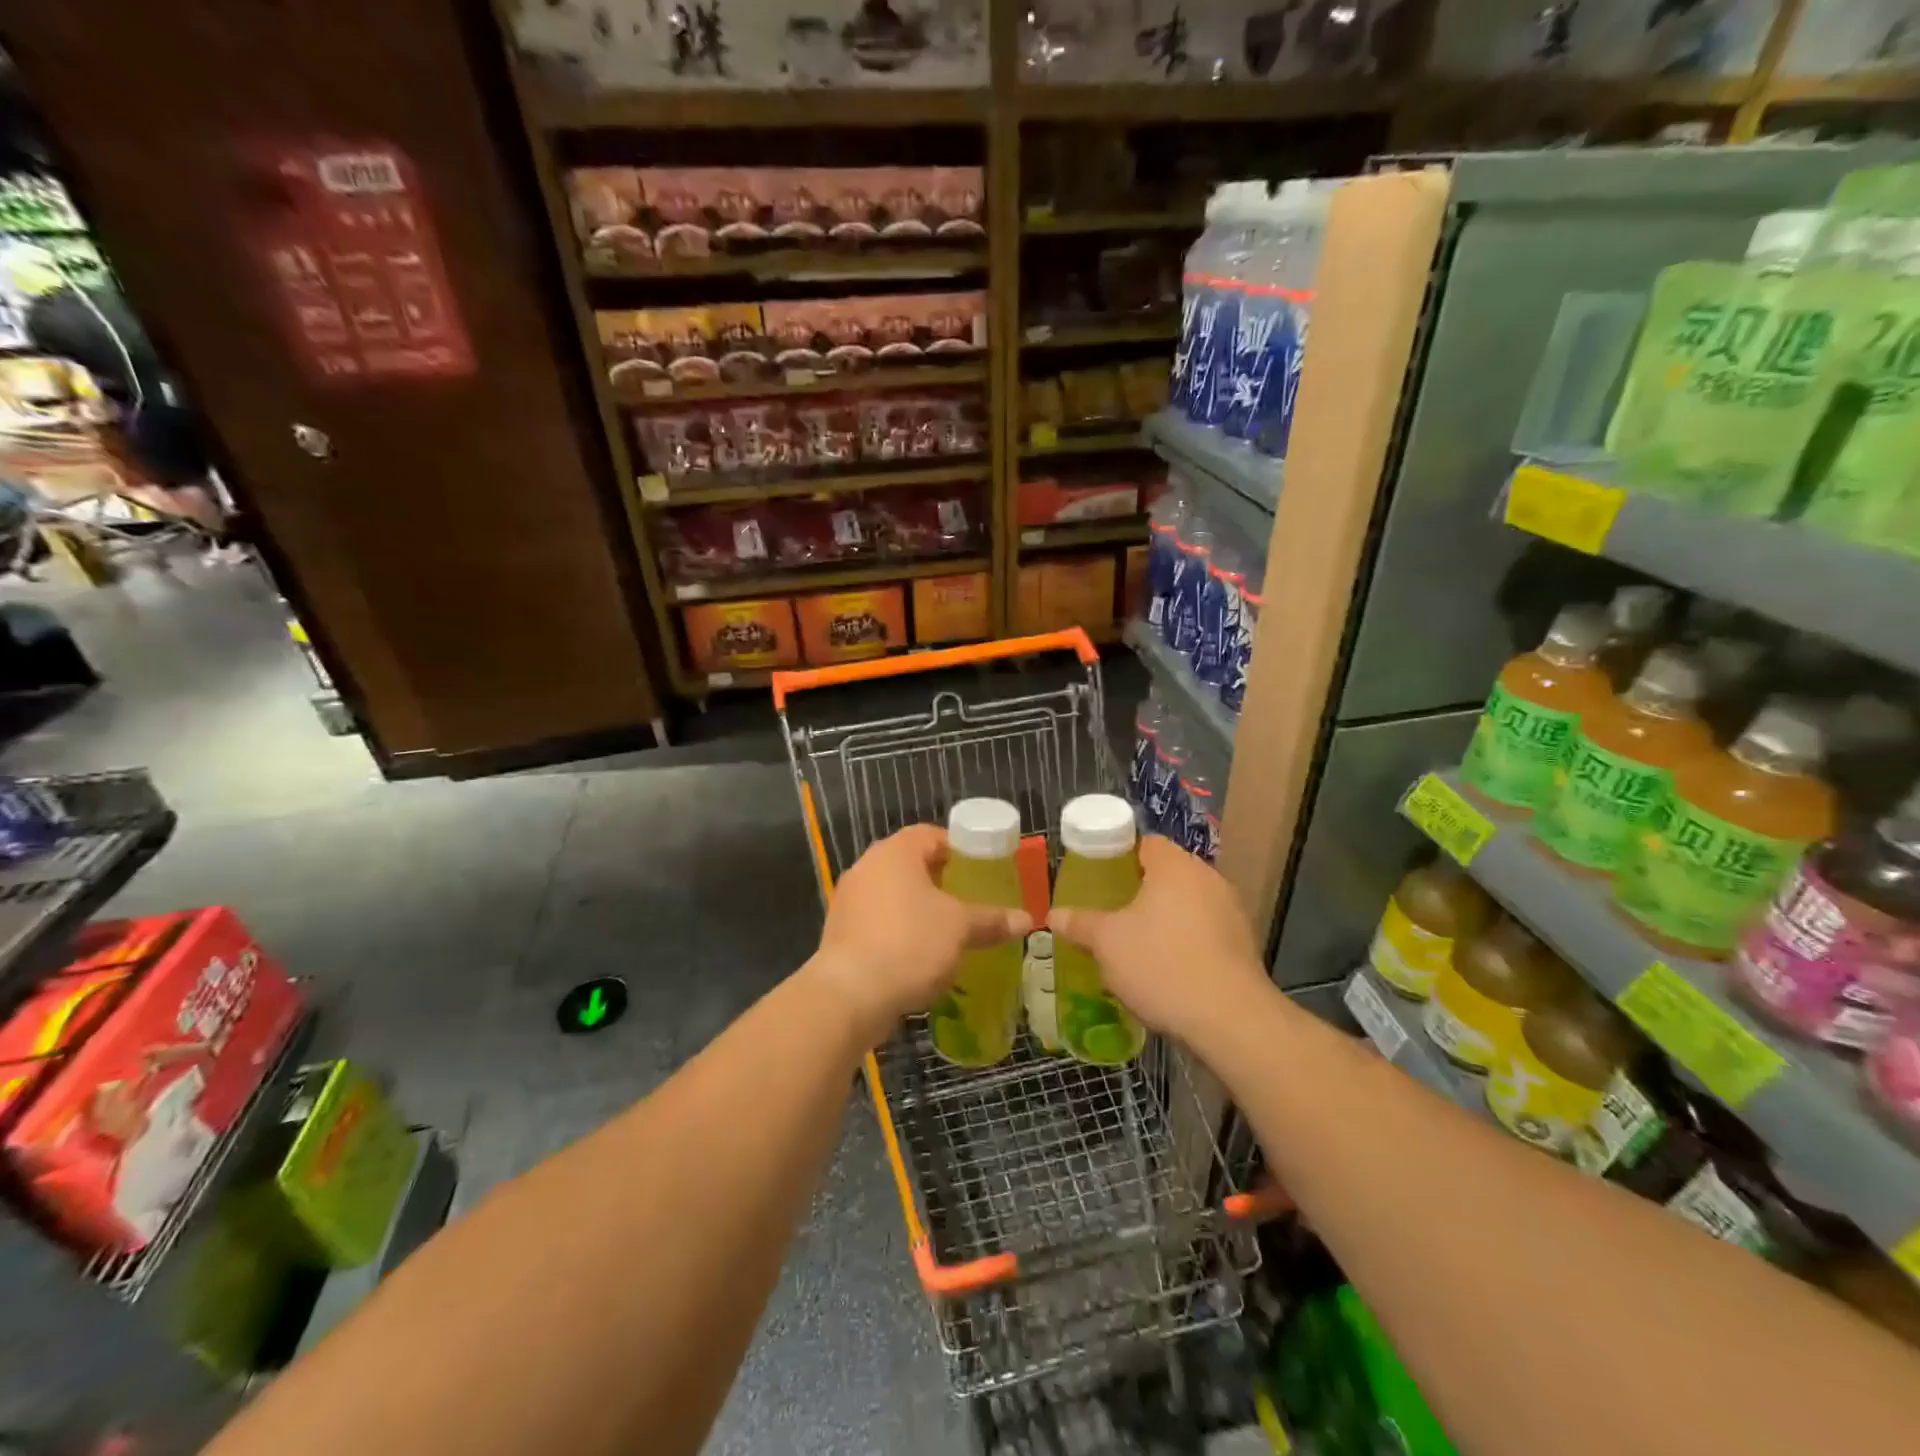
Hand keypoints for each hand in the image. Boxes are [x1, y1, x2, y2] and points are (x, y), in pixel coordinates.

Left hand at [807, 824, 1032, 1046]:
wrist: (850, 994)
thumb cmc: (910, 943)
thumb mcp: (960, 928)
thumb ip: (991, 920)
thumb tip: (1026, 919)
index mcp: (895, 852)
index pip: (930, 834)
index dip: (958, 848)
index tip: (980, 869)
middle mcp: (867, 866)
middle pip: (910, 863)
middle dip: (940, 880)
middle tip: (969, 899)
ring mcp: (849, 899)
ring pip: (892, 893)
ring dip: (918, 907)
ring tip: (948, 929)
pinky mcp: (840, 931)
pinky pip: (877, 920)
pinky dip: (898, 929)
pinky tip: (919, 954)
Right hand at [1047, 836, 1267, 1046]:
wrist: (1230, 1019)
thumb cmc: (1161, 964)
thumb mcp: (1107, 943)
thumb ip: (1080, 924)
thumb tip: (1053, 915)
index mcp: (1175, 866)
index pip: (1145, 843)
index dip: (1119, 856)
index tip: (1099, 877)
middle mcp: (1208, 878)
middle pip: (1167, 873)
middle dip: (1140, 890)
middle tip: (1111, 910)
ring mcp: (1231, 911)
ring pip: (1188, 904)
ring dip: (1164, 918)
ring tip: (1136, 941)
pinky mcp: (1243, 943)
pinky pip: (1205, 930)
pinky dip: (1185, 940)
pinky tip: (1168, 967)